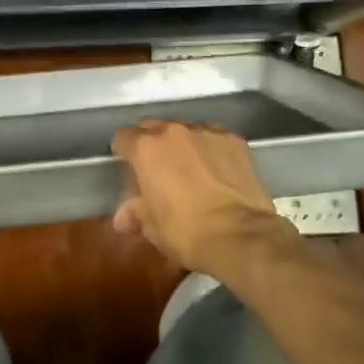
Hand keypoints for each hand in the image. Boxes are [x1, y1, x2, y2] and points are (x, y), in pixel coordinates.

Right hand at [111, 121, 298, 277]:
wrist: (239, 236)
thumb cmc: (186, 232)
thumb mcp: (152, 227)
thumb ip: (135, 212)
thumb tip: (124, 217)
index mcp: (146, 148)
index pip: (123, 137)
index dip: (123, 151)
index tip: (128, 165)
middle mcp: (173, 131)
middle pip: (154, 127)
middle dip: (151, 143)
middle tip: (157, 167)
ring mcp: (206, 131)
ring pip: (185, 129)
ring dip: (182, 144)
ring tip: (189, 167)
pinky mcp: (233, 139)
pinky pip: (213, 136)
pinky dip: (210, 147)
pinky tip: (216, 167)